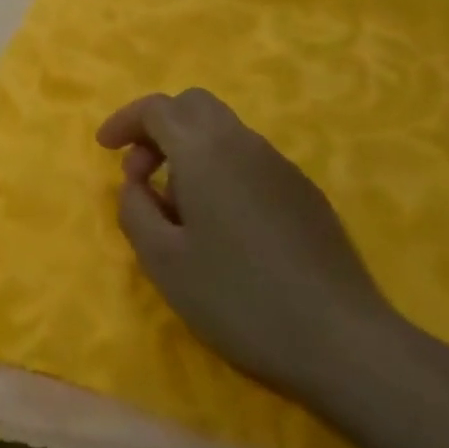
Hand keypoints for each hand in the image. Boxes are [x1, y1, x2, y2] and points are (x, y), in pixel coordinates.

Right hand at [99, 88, 401, 402]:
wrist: (344, 342)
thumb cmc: (239, 298)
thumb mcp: (163, 261)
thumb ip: (135, 210)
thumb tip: (136, 185)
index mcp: (205, 150)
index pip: (156, 109)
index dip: (124, 121)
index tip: (104, 149)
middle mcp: (243, 143)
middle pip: (193, 105)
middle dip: (158, 128)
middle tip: (141, 173)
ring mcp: (280, 166)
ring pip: (223, 131)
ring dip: (189, 150)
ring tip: (179, 209)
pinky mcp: (305, 193)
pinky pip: (249, 159)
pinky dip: (220, 169)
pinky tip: (224, 225)